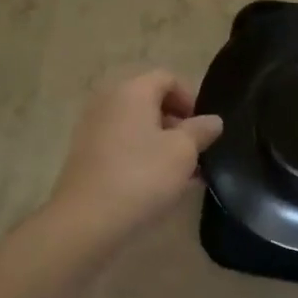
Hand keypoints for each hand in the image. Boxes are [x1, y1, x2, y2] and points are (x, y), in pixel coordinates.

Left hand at [47, 70, 222, 246]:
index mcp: (132, 90)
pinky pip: (121, 143)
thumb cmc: (141, 176)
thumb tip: (213, 120)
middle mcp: (109, 100)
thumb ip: (200, 131)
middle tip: (195, 150)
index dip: (190, 98)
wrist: (86, 220)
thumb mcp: (183, 152)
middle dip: (176, 122)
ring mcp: (93, 127)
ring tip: (181, 173)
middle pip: (150, 100)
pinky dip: (140, 154)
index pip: (167, 78)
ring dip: (160, 141)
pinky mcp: (85, 154)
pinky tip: (156, 184)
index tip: (203, 127)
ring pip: (136, 125)